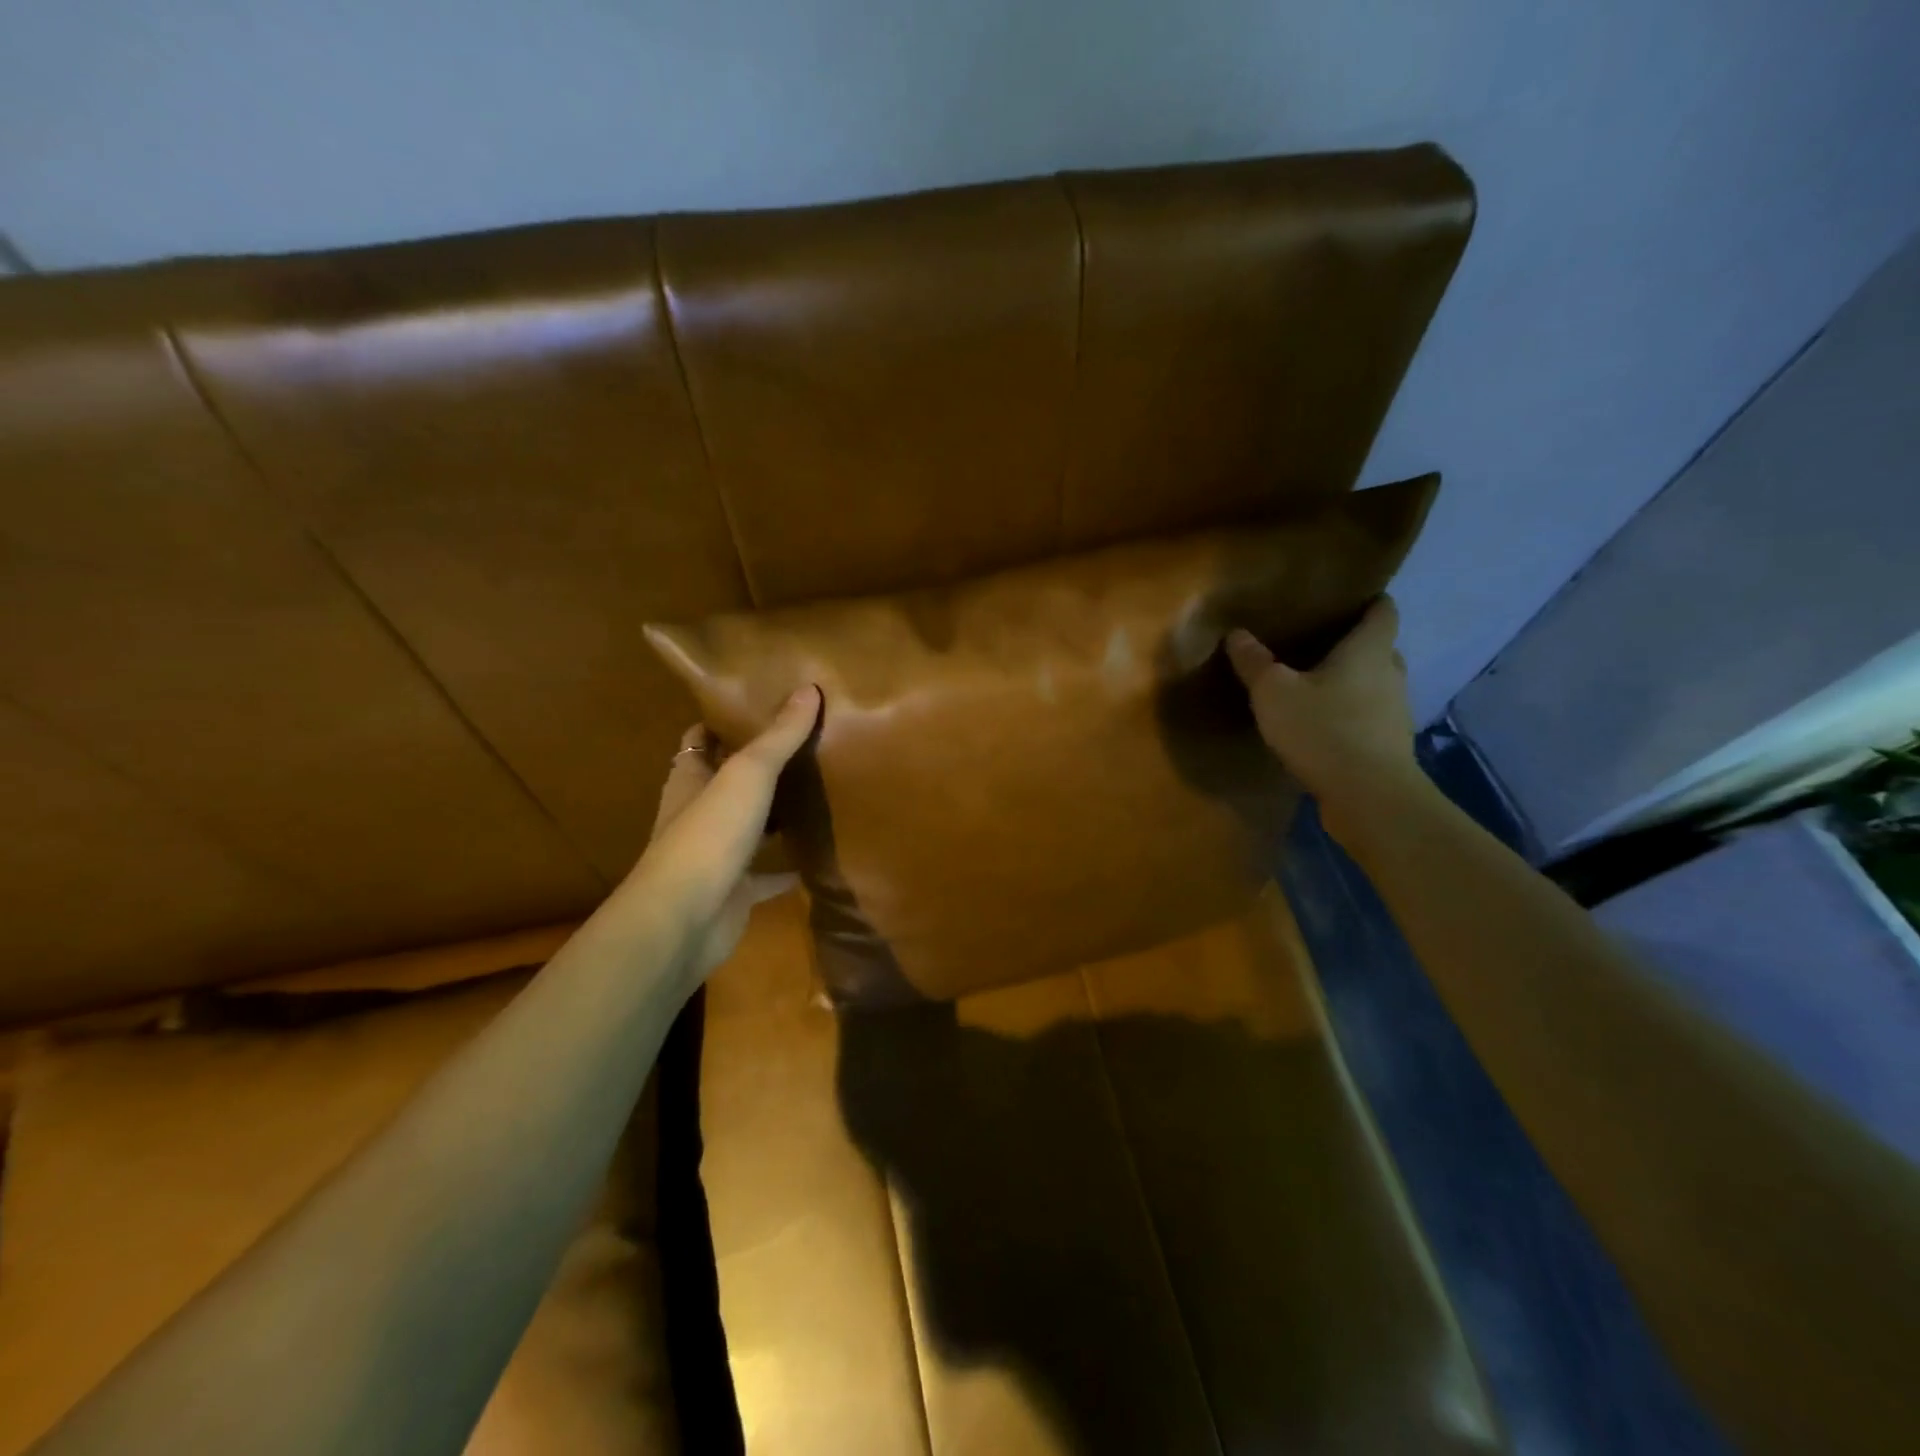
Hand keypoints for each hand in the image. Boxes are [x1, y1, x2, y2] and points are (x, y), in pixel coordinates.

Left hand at [623, 685, 820, 977]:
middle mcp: (698, 813)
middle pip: (727, 781)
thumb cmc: (709, 833)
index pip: (702, 739)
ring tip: (818, 791)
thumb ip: (779, 735)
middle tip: (805, 744)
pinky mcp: (735, 889)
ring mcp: (716, 854)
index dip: (724, 721)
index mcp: (690, 779)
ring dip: (774, 815)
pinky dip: (789, 867)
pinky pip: (767, 874)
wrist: (685, 918)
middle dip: (758, 766)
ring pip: (749, 826)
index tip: (761, 704)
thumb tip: (809, 688)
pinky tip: (819, 857)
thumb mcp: (748, 773)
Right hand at [1224, 596, 1425, 845]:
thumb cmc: (1323, 729)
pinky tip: (1319, 725)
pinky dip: (1348, 714)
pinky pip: (1367, 717)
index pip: (1383, 610)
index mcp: (1369, 650)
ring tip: (1312, 685)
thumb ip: (1254, 662)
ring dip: (1350, 683)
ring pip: (1373, 684)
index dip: (1368, 600)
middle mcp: (1390, 674)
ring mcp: (1394, 712)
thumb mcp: (1273, 692)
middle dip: (1352, 644)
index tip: (1344, 598)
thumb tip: (1237, 633)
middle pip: (1378, 648)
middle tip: (1316, 643)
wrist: (1367, 796)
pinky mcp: (1387, 745)